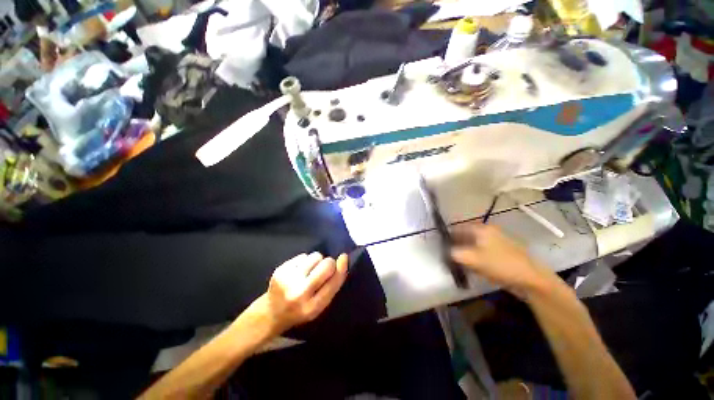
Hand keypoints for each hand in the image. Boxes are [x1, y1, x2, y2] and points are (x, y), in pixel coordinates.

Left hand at [255, 252, 347, 335]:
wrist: (271, 313)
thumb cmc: (301, 309)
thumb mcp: (319, 305)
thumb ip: (332, 285)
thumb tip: (343, 259)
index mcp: (313, 307)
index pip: (334, 282)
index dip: (341, 268)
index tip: (344, 257)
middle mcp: (300, 294)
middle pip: (326, 265)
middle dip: (329, 263)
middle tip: (324, 268)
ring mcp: (289, 280)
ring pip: (315, 256)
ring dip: (317, 261)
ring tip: (310, 271)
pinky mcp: (280, 270)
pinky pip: (303, 255)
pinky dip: (305, 260)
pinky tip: (299, 270)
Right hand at [450, 224, 554, 295]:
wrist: (531, 279)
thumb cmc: (500, 264)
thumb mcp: (472, 259)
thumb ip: (454, 253)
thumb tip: (445, 251)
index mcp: (481, 229)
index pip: (457, 228)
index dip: (448, 237)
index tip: (440, 247)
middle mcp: (488, 232)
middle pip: (465, 236)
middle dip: (456, 246)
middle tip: (448, 257)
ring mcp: (496, 242)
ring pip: (473, 245)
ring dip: (465, 253)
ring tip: (458, 263)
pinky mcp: (501, 252)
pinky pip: (482, 252)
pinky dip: (474, 258)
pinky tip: (472, 267)